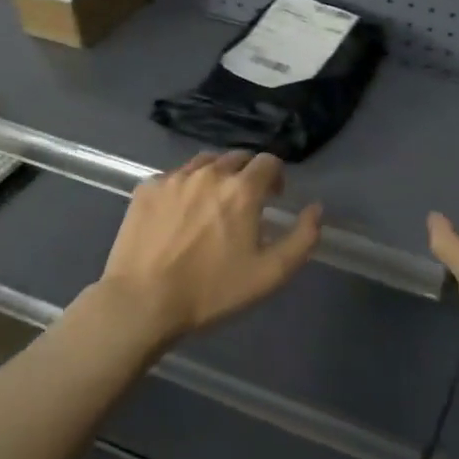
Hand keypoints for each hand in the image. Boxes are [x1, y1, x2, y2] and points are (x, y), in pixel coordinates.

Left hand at [100, 151, 321, 342]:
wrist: (143, 301)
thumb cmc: (212, 290)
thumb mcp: (271, 274)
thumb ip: (302, 238)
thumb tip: (315, 208)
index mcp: (242, 190)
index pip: (268, 161)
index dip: (276, 176)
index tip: (274, 197)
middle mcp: (209, 173)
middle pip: (236, 157)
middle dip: (247, 173)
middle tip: (245, 202)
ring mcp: (173, 178)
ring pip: (204, 162)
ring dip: (216, 175)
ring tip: (213, 203)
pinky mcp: (146, 189)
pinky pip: (174, 177)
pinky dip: (185, 186)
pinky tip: (180, 212)